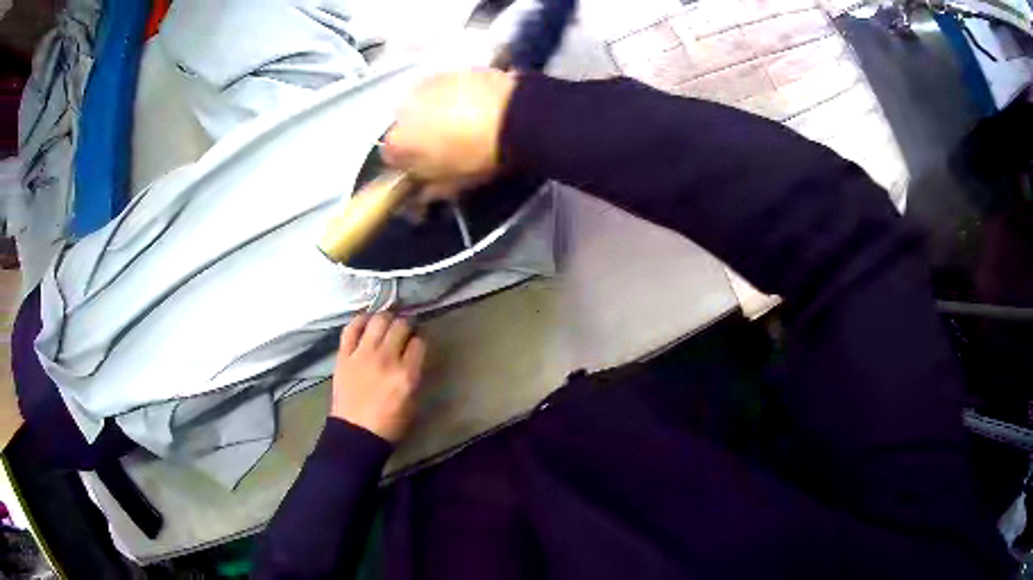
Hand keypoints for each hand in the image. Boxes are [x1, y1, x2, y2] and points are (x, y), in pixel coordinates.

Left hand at [330, 314, 426, 442]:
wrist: (356, 434)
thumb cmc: (389, 424)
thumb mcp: (413, 402)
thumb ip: (415, 375)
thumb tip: (413, 356)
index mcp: (406, 374)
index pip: (419, 343)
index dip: (419, 341)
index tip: (416, 343)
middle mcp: (386, 359)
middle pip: (400, 326)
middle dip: (406, 325)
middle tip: (403, 330)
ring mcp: (362, 355)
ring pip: (378, 321)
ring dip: (385, 318)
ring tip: (386, 323)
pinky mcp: (344, 356)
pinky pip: (351, 328)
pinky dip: (360, 321)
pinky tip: (366, 321)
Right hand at [383, 69, 516, 200]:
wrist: (516, 116)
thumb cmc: (479, 155)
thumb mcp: (453, 185)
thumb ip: (428, 190)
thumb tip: (422, 194)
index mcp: (398, 141)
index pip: (390, 158)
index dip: (407, 165)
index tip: (423, 170)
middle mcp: (402, 108)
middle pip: (404, 126)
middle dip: (418, 135)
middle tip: (444, 146)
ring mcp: (425, 85)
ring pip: (421, 104)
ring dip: (432, 114)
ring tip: (460, 123)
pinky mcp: (449, 70)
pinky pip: (442, 88)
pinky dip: (450, 97)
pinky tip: (471, 105)